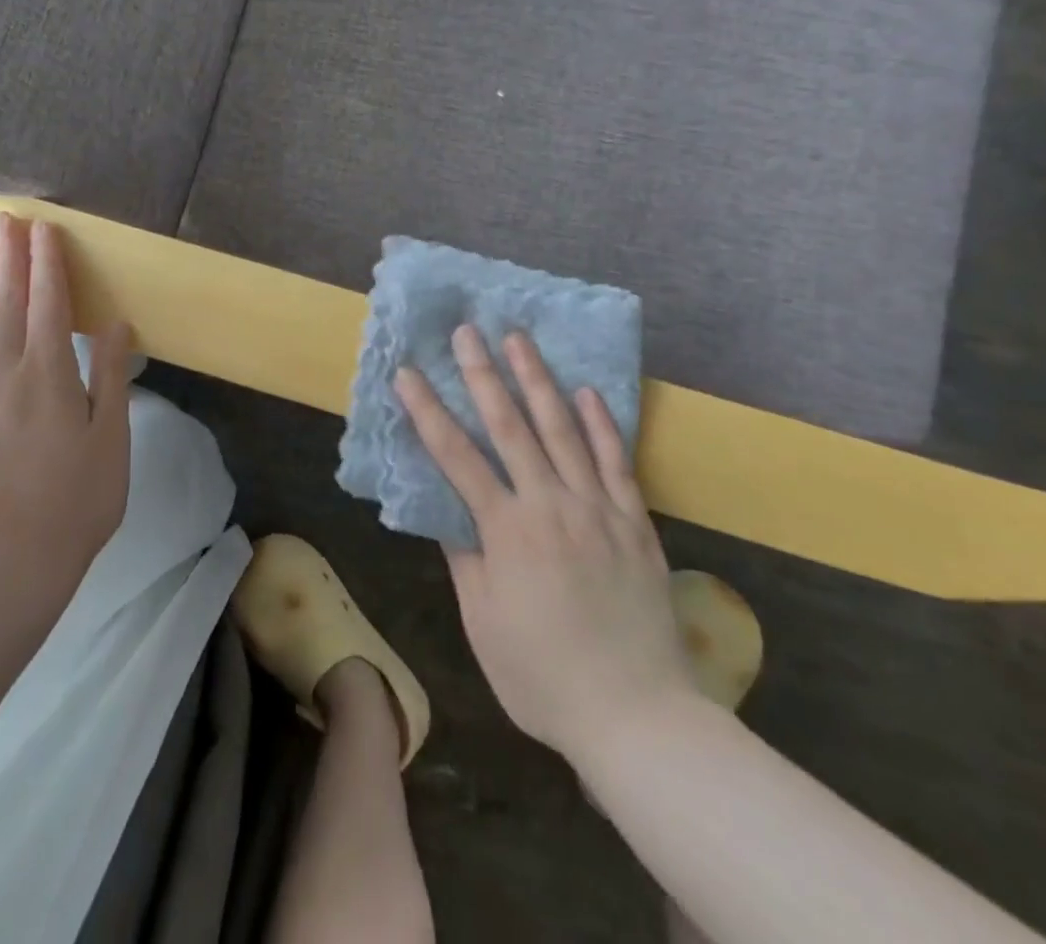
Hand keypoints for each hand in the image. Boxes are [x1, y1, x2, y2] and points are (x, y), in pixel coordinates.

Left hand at [0, 214, 131, 625]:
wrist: (21, 555)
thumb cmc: (81, 496)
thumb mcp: (112, 436)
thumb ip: (111, 376)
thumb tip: (115, 324)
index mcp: (50, 378)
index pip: (49, 307)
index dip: (47, 265)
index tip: (44, 229)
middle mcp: (10, 378)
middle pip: (8, 307)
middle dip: (9, 260)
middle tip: (4, 218)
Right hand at [394, 325, 696, 760]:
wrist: (638, 714)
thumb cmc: (544, 674)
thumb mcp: (484, 622)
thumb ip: (465, 557)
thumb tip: (445, 508)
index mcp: (507, 530)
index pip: (456, 455)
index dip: (427, 410)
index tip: (407, 372)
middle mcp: (550, 504)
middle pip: (510, 425)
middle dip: (483, 373)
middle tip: (467, 330)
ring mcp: (597, 507)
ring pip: (563, 429)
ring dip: (538, 380)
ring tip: (519, 339)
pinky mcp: (634, 520)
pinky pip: (615, 460)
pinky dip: (600, 422)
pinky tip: (587, 391)